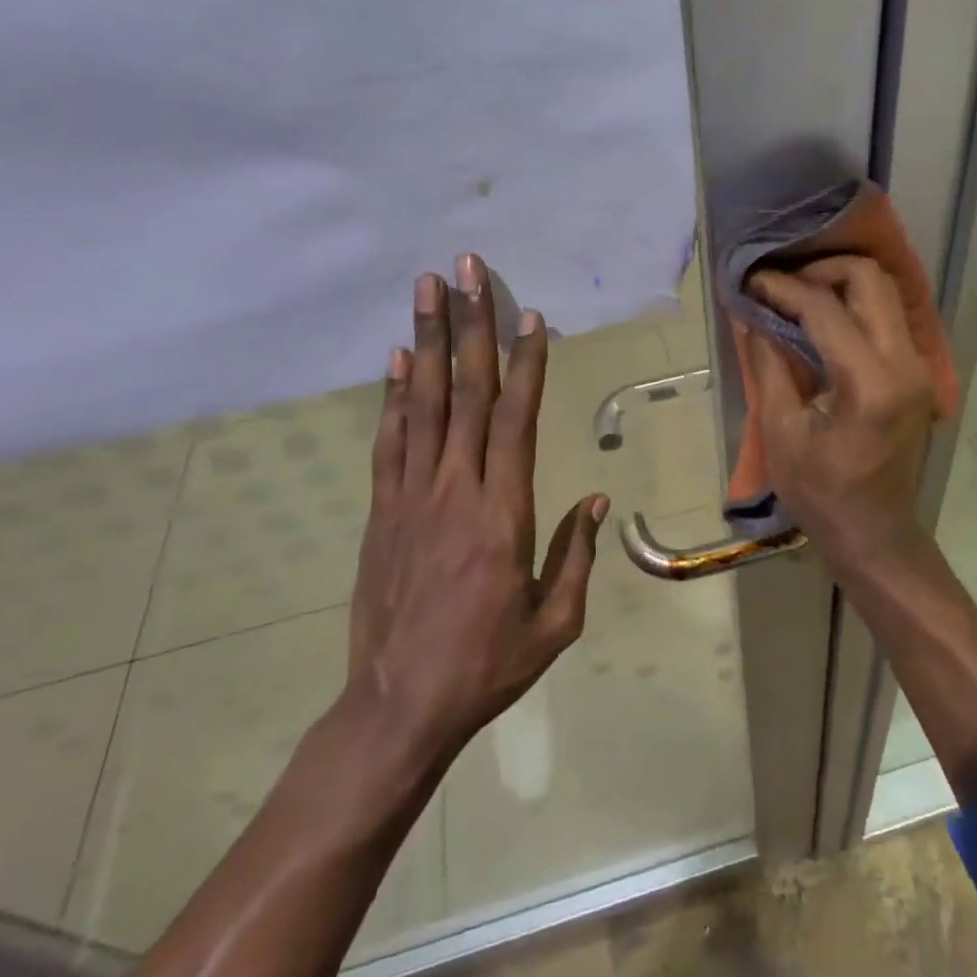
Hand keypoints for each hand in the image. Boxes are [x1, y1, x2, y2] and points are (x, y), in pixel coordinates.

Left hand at [345, 254, 606, 766]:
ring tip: (427, 290)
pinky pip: (389, 441)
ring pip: (422, 404)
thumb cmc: (488, 665)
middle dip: (469, 325)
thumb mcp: (554, 621)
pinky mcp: (381, 512)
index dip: (525, 363)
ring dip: (426, 342)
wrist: (399, 707)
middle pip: (466, 392)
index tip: (528, 315)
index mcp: (503, 512)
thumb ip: (575, 554)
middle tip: (465, 269)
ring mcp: (411, 496)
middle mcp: (455, 489)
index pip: (516, 419)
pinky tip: (396, 360)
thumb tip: (594, 498)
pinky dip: (393, 397)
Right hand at [737, 256, 937, 569]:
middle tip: (782, 284)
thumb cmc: (822, 495)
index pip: (825, 309)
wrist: (877, 536)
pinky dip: (856, 304)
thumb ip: (769, 364)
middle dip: (822, 270)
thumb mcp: (782, 433)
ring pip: (886, 292)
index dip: (783, 289)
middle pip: (871, 280)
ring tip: (798, 296)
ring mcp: (919, 368)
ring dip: (841, 283)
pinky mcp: (918, 375)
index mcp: (870, 383)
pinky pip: (889, 317)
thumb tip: (752, 316)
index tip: (751, 283)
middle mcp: (906, 364)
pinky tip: (823, 319)